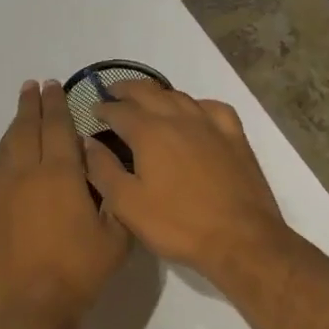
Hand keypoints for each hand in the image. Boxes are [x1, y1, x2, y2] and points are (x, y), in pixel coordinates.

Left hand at [0, 81, 130, 328]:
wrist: (32, 306)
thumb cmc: (80, 271)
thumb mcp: (116, 235)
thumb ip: (112, 195)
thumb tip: (100, 168)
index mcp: (60, 173)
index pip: (56, 126)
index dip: (56, 103)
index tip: (53, 85)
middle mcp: (24, 173)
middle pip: (25, 129)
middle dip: (30, 105)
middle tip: (32, 87)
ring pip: (3, 150)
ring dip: (12, 130)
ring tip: (18, 120)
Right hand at [84, 80, 287, 276]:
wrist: (240, 239)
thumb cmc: (177, 224)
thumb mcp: (127, 204)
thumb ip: (103, 170)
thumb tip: (88, 143)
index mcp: (150, 133)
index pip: (119, 111)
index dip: (102, 109)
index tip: (91, 111)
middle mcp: (179, 119)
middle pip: (149, 92)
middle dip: (127, 90)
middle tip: (113, 93)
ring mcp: (211, 126)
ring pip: (180, 96)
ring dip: (158, 94)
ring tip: (146, 100)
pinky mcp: (235, 138)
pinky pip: (213, 108)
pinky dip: (196, 104)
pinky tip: (194, 112)